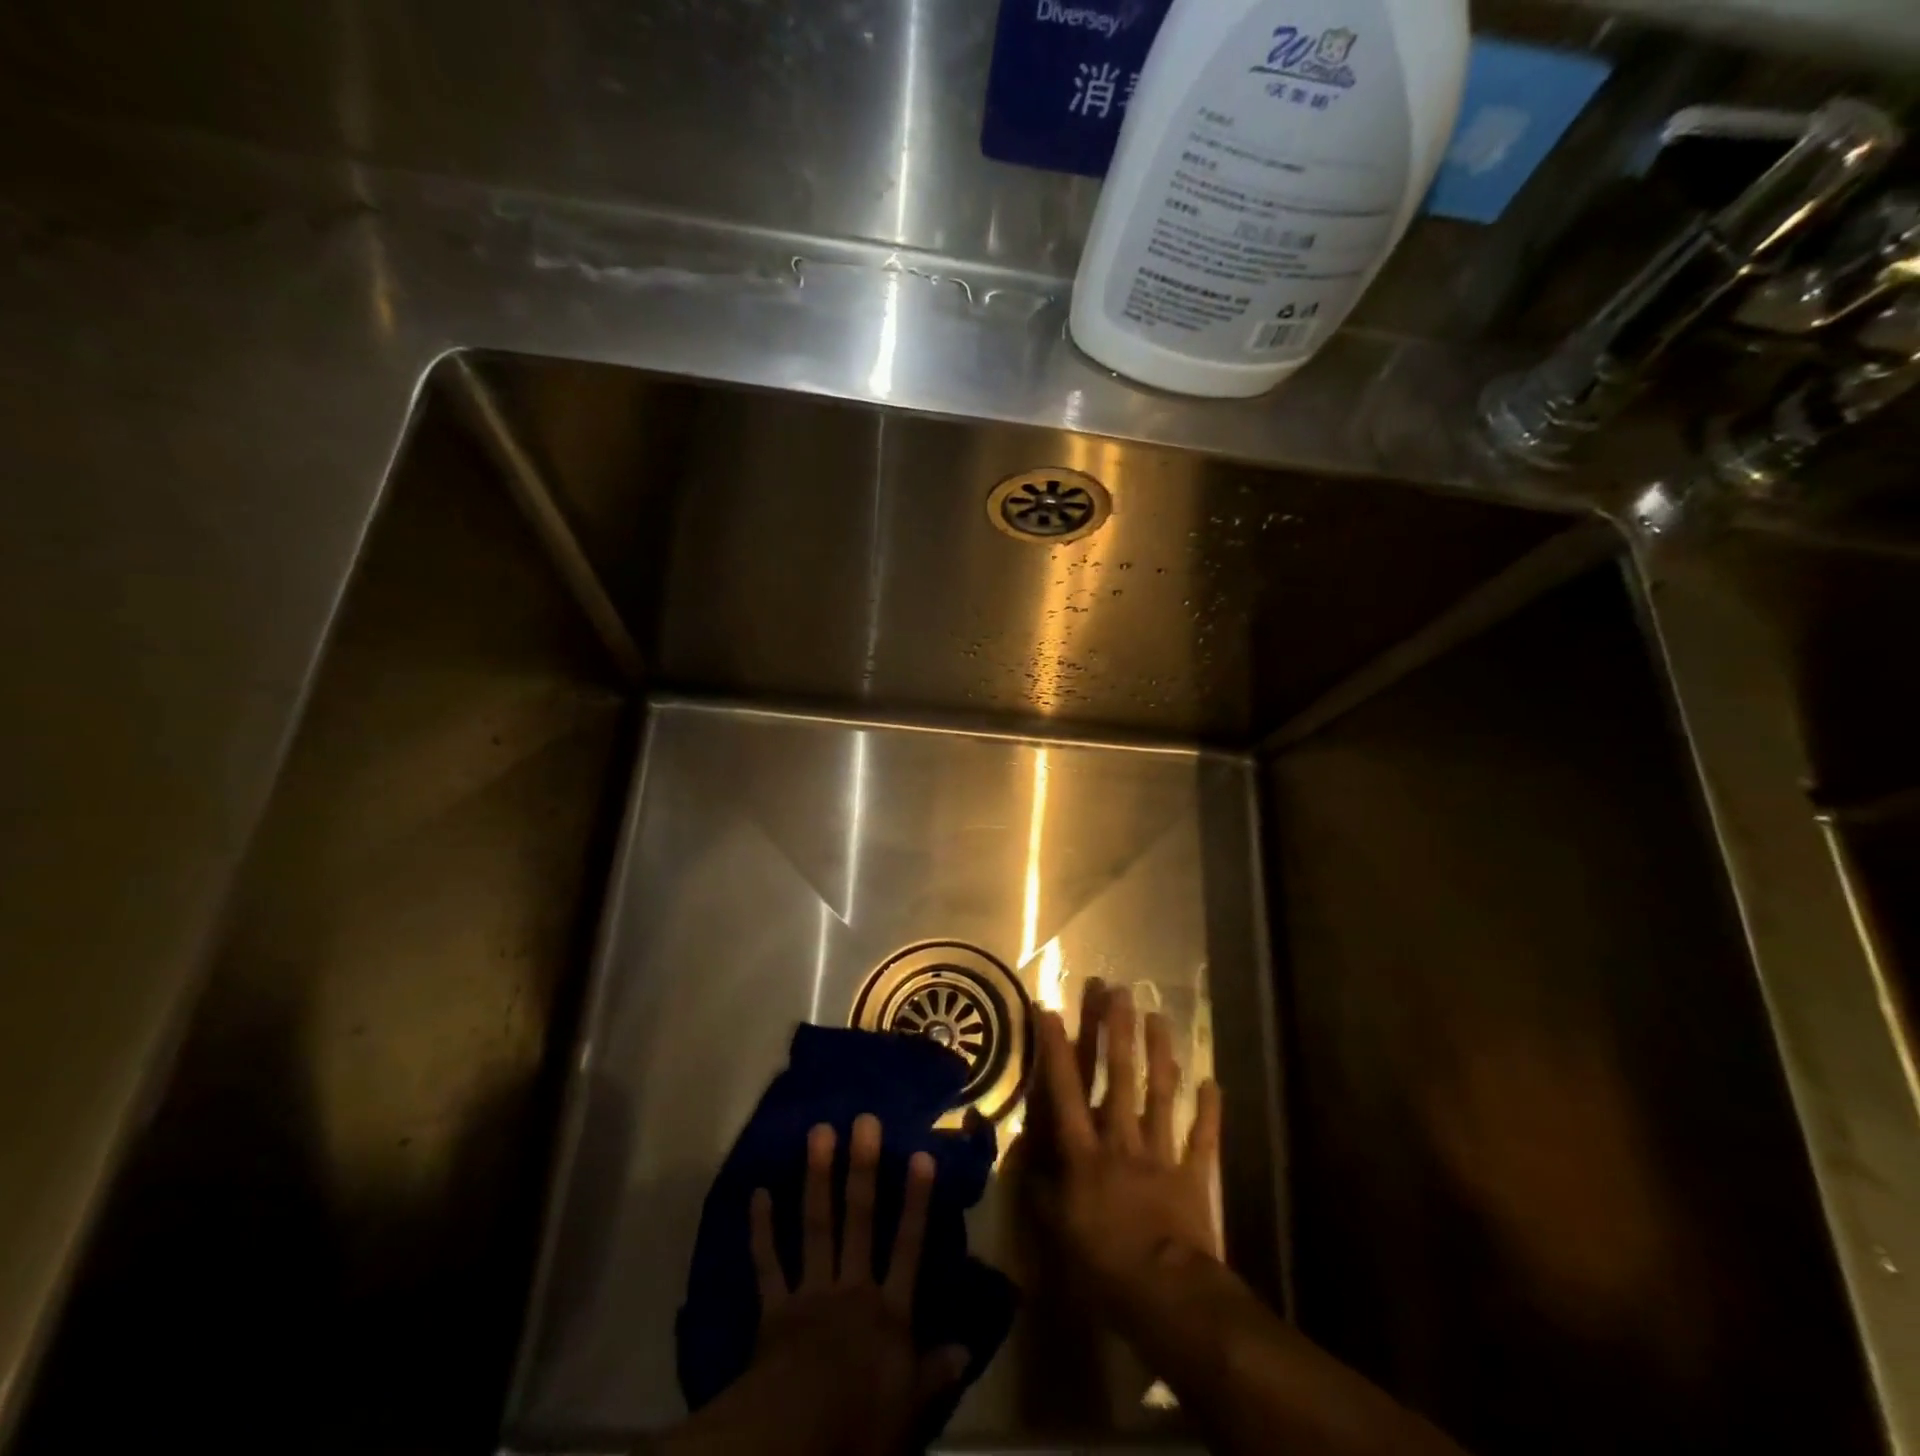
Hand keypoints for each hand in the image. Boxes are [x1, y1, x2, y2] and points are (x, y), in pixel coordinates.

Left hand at [744, 1115, 967, 1455]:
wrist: (794, 1439)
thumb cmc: (859, 1424)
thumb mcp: (909, 1409)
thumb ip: (935, 1374)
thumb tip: (967, 1348)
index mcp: (888, 1311)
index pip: (909, 1246)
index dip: (916, 1202)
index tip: (921, 1155)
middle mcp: (852, 1288)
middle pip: (861, 1220)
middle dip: (864, 1169)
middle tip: (864, 1121)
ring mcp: (811, 1292)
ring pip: (817, 1226)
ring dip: (817, 1178)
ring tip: (819, 1132)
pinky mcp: (774, 1309)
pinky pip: (767, 1263)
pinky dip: (761, 1229)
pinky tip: (757, 1192)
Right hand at [1029, 982, 1222, 1327]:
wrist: (1167, 1296)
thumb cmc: (1103, 1263)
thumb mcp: (1056, 1230)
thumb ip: (1038, 1188)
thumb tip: (1021, 1155)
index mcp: (1085, 1152)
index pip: (1065, 1090)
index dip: (1057, 1048)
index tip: (1051, 1009)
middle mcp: (1121, 1140)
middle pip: (1119, 1076)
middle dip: (1116, 1031)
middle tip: (1117, 990)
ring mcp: (1160, 1153)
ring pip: (1160, 1094)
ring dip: (1160, 1053)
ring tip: (1159, 1016)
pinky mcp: (1192, 1174)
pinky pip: (1201, 1138)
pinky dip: (1208, 1111)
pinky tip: (1212, 1082)